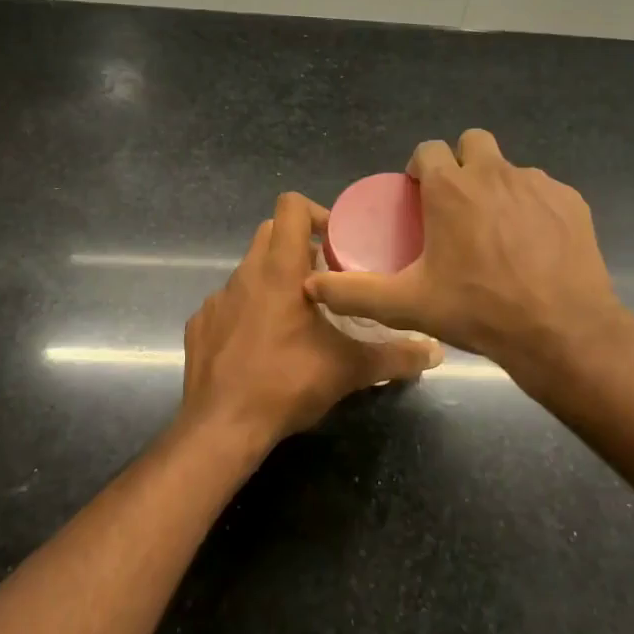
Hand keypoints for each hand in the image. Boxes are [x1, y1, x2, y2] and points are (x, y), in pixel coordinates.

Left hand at [180, 193, 441, 452]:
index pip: (290, 207)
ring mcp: (216, 299)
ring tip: (296, 317)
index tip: (336, 243)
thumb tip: (435, 352)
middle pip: (270, 233)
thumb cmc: (286, 383)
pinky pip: (228, 303)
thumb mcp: (348, 370)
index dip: (315, 213)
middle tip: (325, 279)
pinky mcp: (199, 324)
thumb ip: (394, 357)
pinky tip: (260, 345)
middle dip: (298, 245)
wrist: (221, 427)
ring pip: (248, 269)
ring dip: (273, 281)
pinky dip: (246, 312)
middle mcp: (244, 274)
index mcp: (280, 271)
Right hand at [303, 129, 629, 384]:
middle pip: (472, 142)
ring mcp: (537, 184)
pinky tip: (532, 244)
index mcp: (451, 188)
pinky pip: (543, 191)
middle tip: (457, 205)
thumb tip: (311, 286)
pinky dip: (532, 207)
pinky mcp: (570, 200)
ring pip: (509, 168)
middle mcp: (494, 173)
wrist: (561, 331)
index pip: (428, 149)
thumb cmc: (478, 310)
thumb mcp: (408, 305)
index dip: (420, 167)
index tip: (419, 195)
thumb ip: (355, 293)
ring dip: (496, 187)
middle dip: (461, 164)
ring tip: (495, 230)